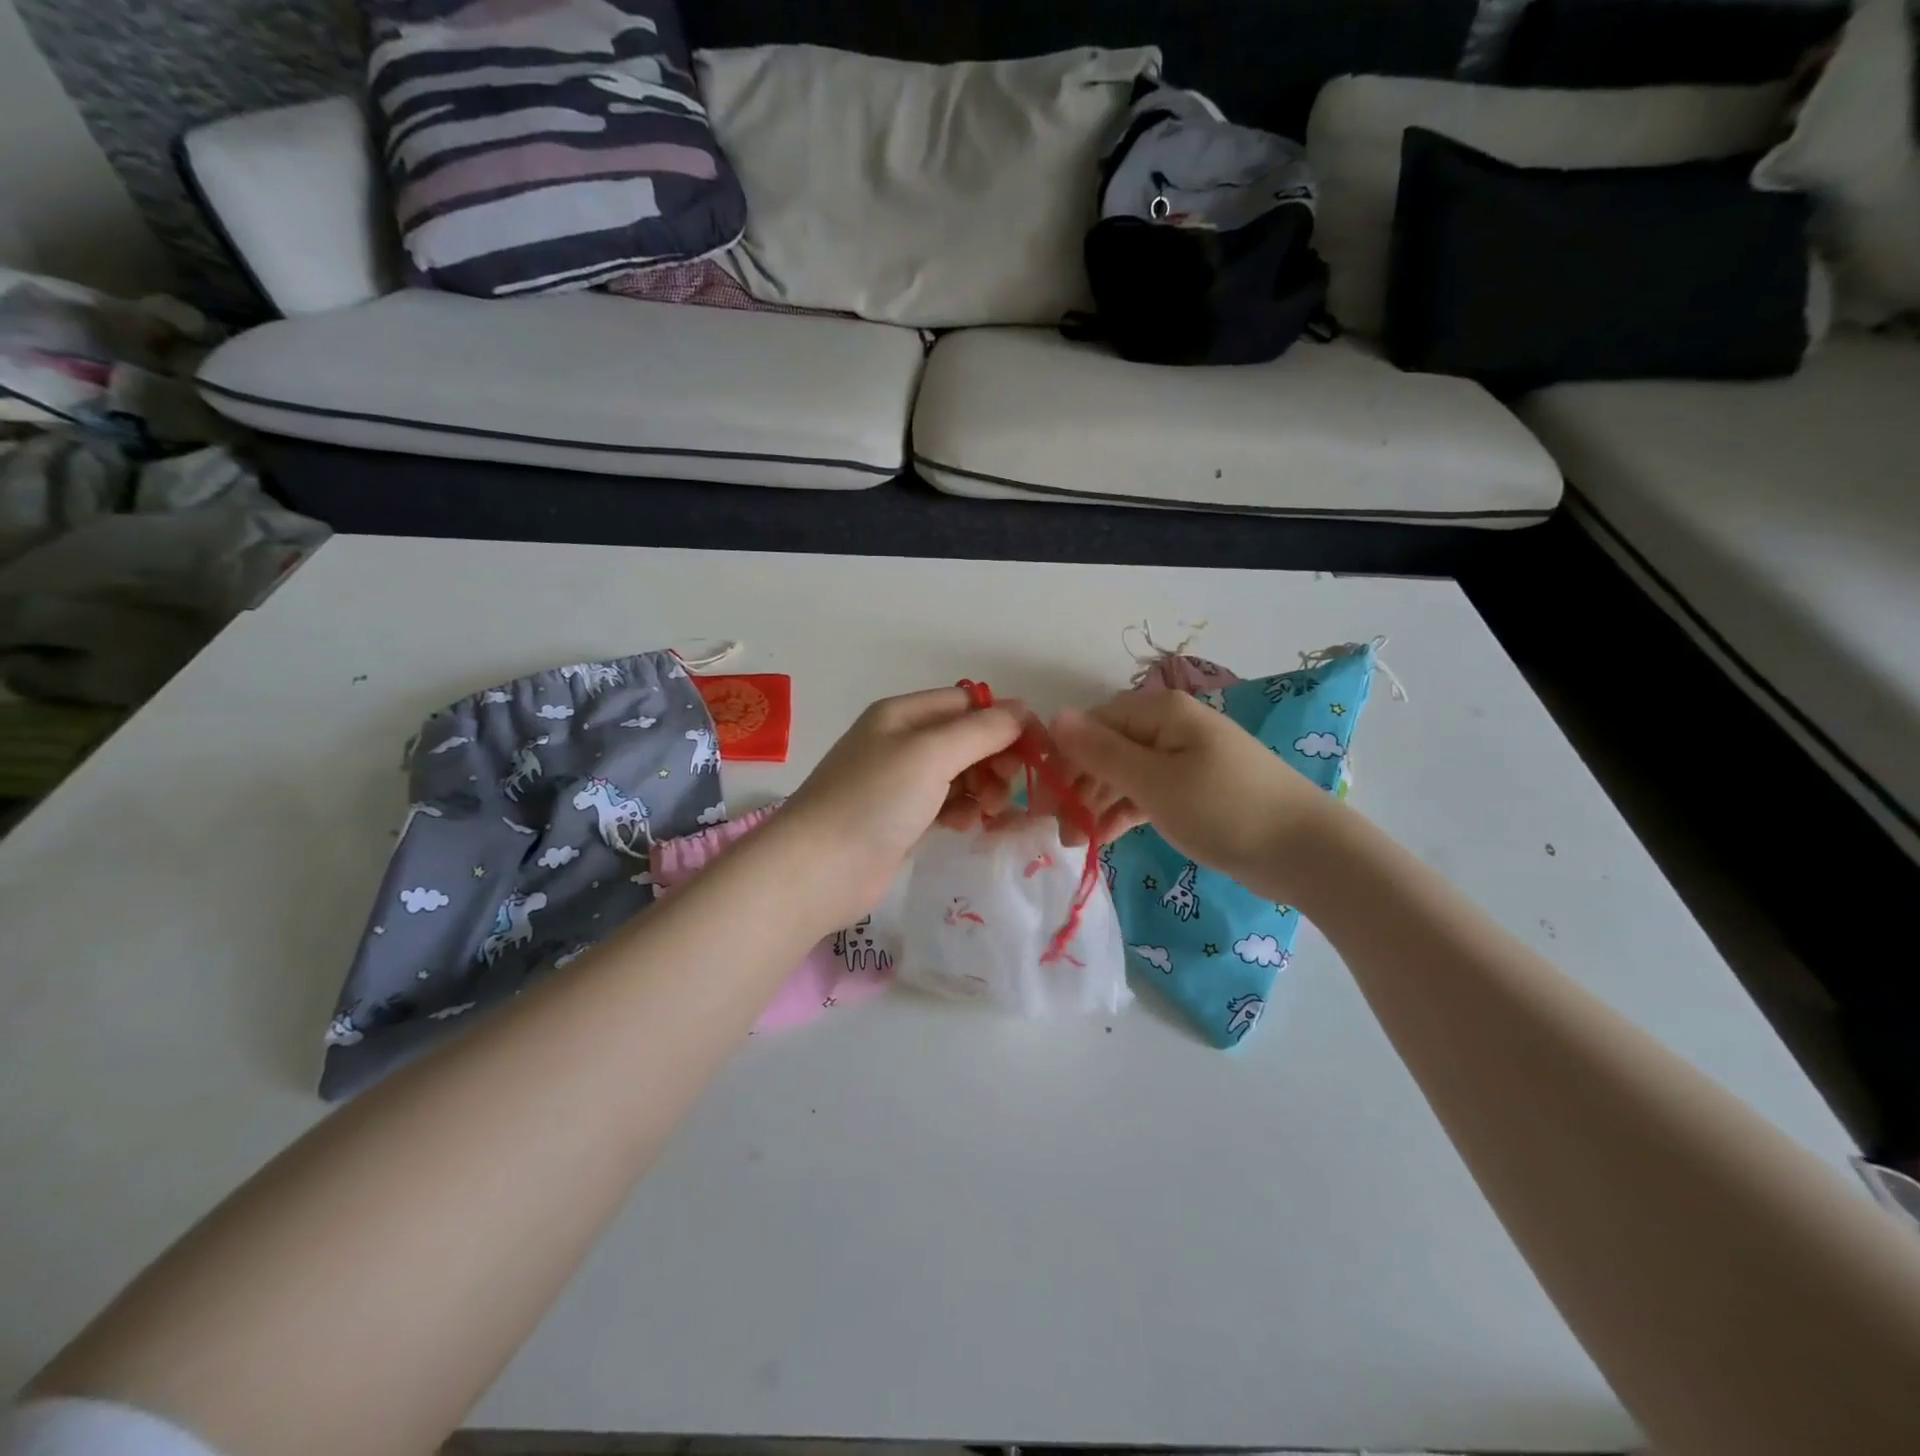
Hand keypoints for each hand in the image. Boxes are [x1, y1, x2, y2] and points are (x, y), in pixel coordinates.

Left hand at [771, 687, 1024, 931]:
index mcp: (903, 714)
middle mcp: (900, 742)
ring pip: (959, 774)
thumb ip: (981, 731)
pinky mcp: (901, 820)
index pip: (967, 703)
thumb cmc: (874, 800)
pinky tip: (965, 826)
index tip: (1037, 750)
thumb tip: (1022, 710)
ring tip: (990, 810)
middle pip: (966, 739)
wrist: (818, 870)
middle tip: (1011, 786)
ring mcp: (899, 783)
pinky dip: (962, 811)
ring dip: (983, 788)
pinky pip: (945, 805)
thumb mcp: (931, 754)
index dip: (1004, 722)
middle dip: (995, 759)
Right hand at [1049, 689, 1338, 892]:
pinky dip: (1125, 812)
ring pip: (1125, 774)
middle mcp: (1170, 726)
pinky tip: (1105, 836)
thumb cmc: (1224, 809)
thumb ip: (1100, 752)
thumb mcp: (1154, 782)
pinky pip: (1147, 793)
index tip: (1042, 800)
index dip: (1063, 759)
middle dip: (1079, 786)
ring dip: (1097, 803)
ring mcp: (1185, 758)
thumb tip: (1054, 716)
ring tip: (1077, 842)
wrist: (1306, 851)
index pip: (1093, 725)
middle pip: (1107, 749)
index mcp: (1160, 712)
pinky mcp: (1195, 789)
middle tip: (1057, 830)